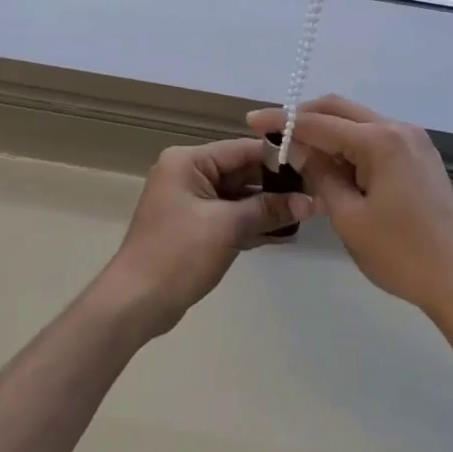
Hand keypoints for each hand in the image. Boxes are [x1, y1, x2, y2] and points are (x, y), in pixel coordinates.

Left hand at [99, 139, 315, 338]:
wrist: (136, 302)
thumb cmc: (178, 254)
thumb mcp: (227, 227)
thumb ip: (269, 210)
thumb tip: (312, 202)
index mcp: (188, 161)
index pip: (242, 149)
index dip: (278, 157)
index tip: (314, 166)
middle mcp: (188, 173)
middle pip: (241, 171)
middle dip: (276, 185)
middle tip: (316, 192)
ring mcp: (191, 201)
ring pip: (239, 196)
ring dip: (268, 207)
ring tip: (308, 213)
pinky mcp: (195, 226)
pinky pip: (231, 216)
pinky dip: (253, 223)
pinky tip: (286, 233)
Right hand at [245, 96, 452, 317]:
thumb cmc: (401, 254)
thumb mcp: (349, 217)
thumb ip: (321, 174)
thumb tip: (297, 147)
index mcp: (381, 141)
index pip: (319, 123)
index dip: (283, 121)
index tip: (252, 120)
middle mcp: (398, 129)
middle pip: (340, 109)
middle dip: (304, 117)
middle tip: (272, 133)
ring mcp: (413, 141)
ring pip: (357, 120)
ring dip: (326, 130)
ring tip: (296, 151)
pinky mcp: (419, 156)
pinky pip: (374, 136)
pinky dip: (348, 143)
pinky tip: (331, 163)